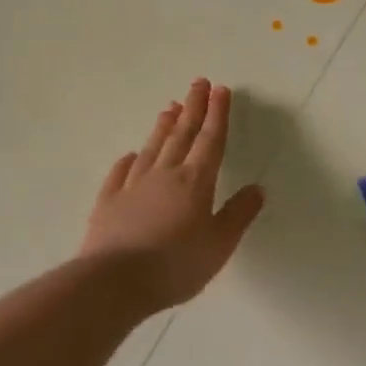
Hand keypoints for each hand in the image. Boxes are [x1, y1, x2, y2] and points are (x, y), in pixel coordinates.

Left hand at [80, 80, 265, 312]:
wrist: (114, 282)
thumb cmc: (176, 265)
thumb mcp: (220, 244)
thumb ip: (238, 214)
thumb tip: (256, 188)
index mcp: (195, 182)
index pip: (211, 140)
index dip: (218, 114)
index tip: (221, 90)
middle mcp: (165, 175)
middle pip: (181, 135)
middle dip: (193, 108)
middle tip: (198, 83)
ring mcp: (133, 186)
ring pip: (152, 148)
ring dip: (163, 126)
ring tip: (170, 106)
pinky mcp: (108, 202)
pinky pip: (121, 173)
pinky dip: (129, 160)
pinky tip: (131, 154)